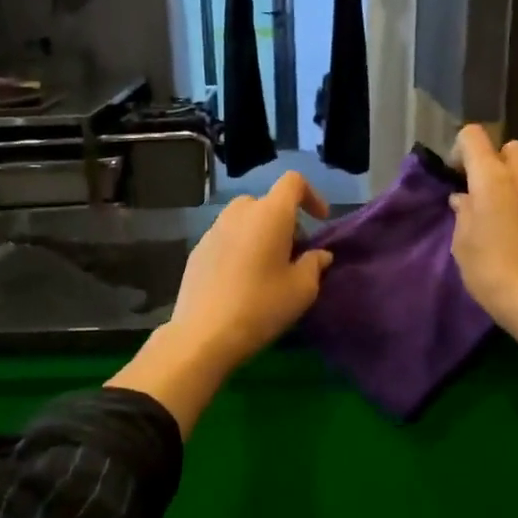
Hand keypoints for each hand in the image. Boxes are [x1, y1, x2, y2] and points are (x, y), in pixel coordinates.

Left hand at [107, 172, 332, 433]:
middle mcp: (238, 213)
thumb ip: (315, 264)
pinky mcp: (197, 251)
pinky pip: (226, 238)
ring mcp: (213, 231)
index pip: (293, 182)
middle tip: (294, 253)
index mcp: (269, 214)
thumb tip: (319, 255)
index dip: (312, 196)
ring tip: (268, 268)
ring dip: (260, 234)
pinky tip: (241, 281)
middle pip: (267, 202)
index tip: (321, 221)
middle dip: (285, 221)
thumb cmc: (261, 306)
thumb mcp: (302, 289)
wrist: (204, 334)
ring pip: (244, 220)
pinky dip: (240, 247)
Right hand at [448, 125, 517, 331]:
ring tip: (517, 221)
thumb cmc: (491, 270)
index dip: (462, 150)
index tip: (459, 175)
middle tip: (490, 193)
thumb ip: (464, 213)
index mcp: (493, 179)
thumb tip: (465, 199)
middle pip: (514, 149)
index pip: (474, 137)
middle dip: (500, 163)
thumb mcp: (462, 244)